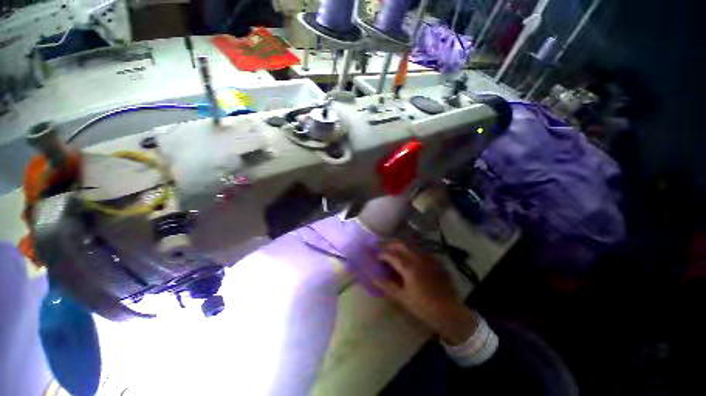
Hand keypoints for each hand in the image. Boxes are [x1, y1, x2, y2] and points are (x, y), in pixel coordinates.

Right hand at [372, 241, 478, 345]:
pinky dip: (409, 249)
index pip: (389, 254)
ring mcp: (427, 256)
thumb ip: (386, 285)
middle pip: (399, 244)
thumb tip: (372, 276)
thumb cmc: (424, 306)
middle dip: (388, 244)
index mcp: (408, 266)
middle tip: (380, 248)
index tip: (374, 256)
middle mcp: (417, 257)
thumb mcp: (402, 298)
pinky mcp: (434, 259)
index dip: (380, 253)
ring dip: (399, 245)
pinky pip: (419, 249)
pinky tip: (408, 256)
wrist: (450, 311)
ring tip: (392, 250)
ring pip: (410, 244)